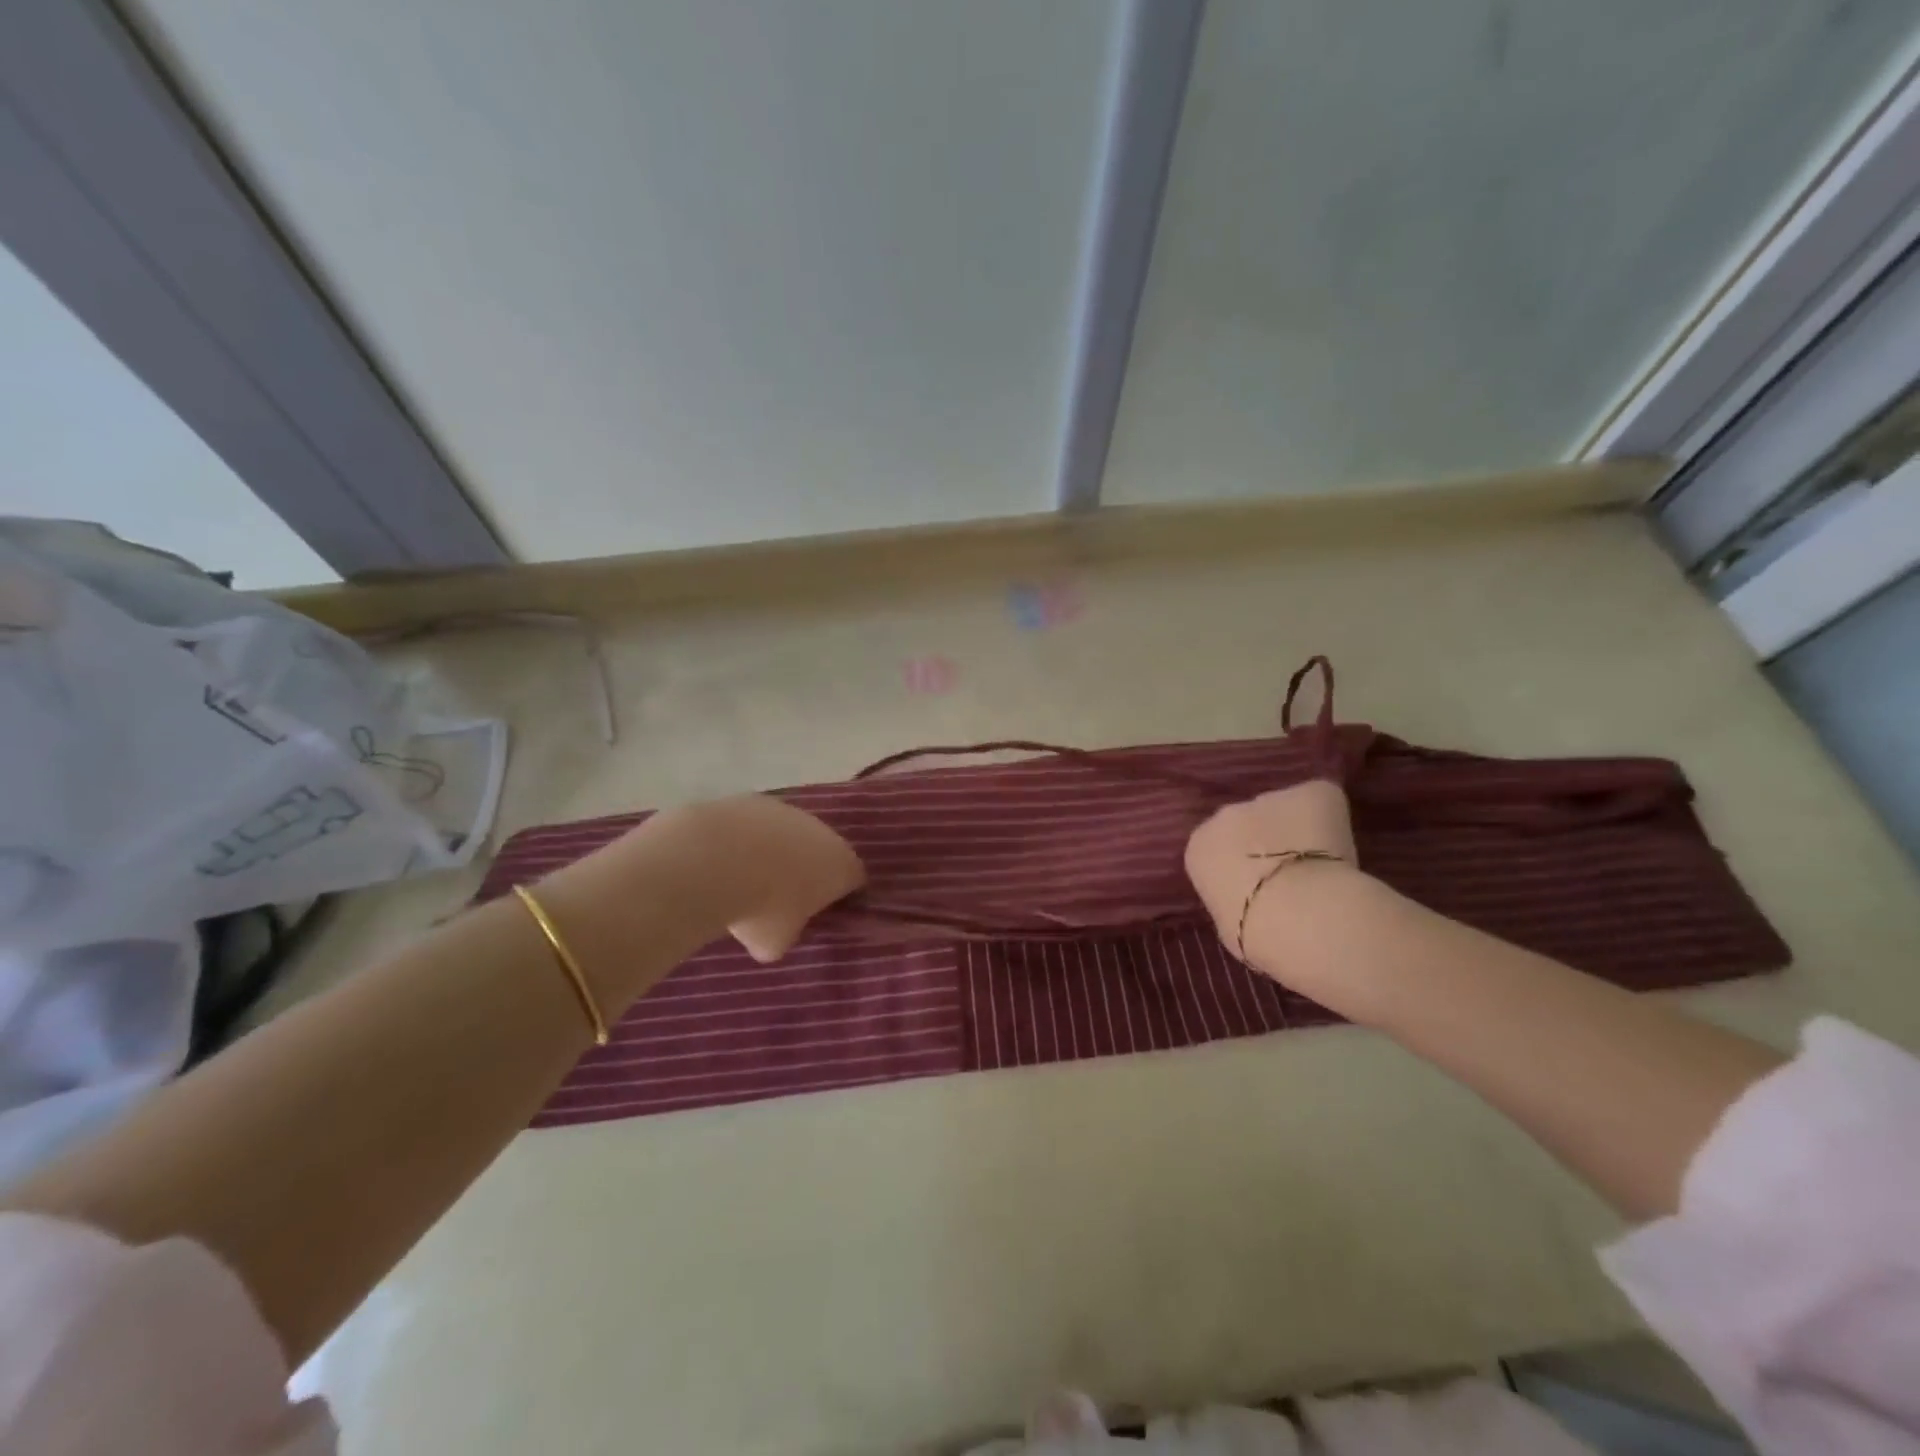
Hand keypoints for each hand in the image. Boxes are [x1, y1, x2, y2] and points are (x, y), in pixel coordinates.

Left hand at [693, 796, 866, 961]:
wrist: (715, 861)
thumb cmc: (760, 909)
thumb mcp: (776, 943)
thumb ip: (788, 934)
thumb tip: (778, 931)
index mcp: (841, 866)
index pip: (854, 879)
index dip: (840, 895)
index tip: (821, 910)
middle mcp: (824, 832)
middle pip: (823, 850)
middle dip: (808, 868)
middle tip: (782, 894)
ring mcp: (788, 811)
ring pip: (789, 833)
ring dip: (776, 849)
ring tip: (746, 874)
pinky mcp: (753, 799)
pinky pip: (757, 823)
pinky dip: (747, 836)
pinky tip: (725, 855)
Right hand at [1184, 779, 1359, 979]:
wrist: (1303, 917)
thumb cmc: (1255, 934)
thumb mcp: (1227, 922)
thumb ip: (1231, 897)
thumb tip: (1247, 895)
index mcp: (1200, 845)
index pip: (1218, 848)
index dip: (1240, 866)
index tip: (1258, 887)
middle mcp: (1227, 814)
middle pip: (1247, 823)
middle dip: (1265, 842)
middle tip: (1289, 875)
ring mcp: (1269, 798)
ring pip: (1284, 811)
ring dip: (1296, 830)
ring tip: (1320, 865)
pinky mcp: (1312, 793)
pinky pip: (1320, 800)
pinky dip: (1329, 819)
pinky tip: (1341, 850)